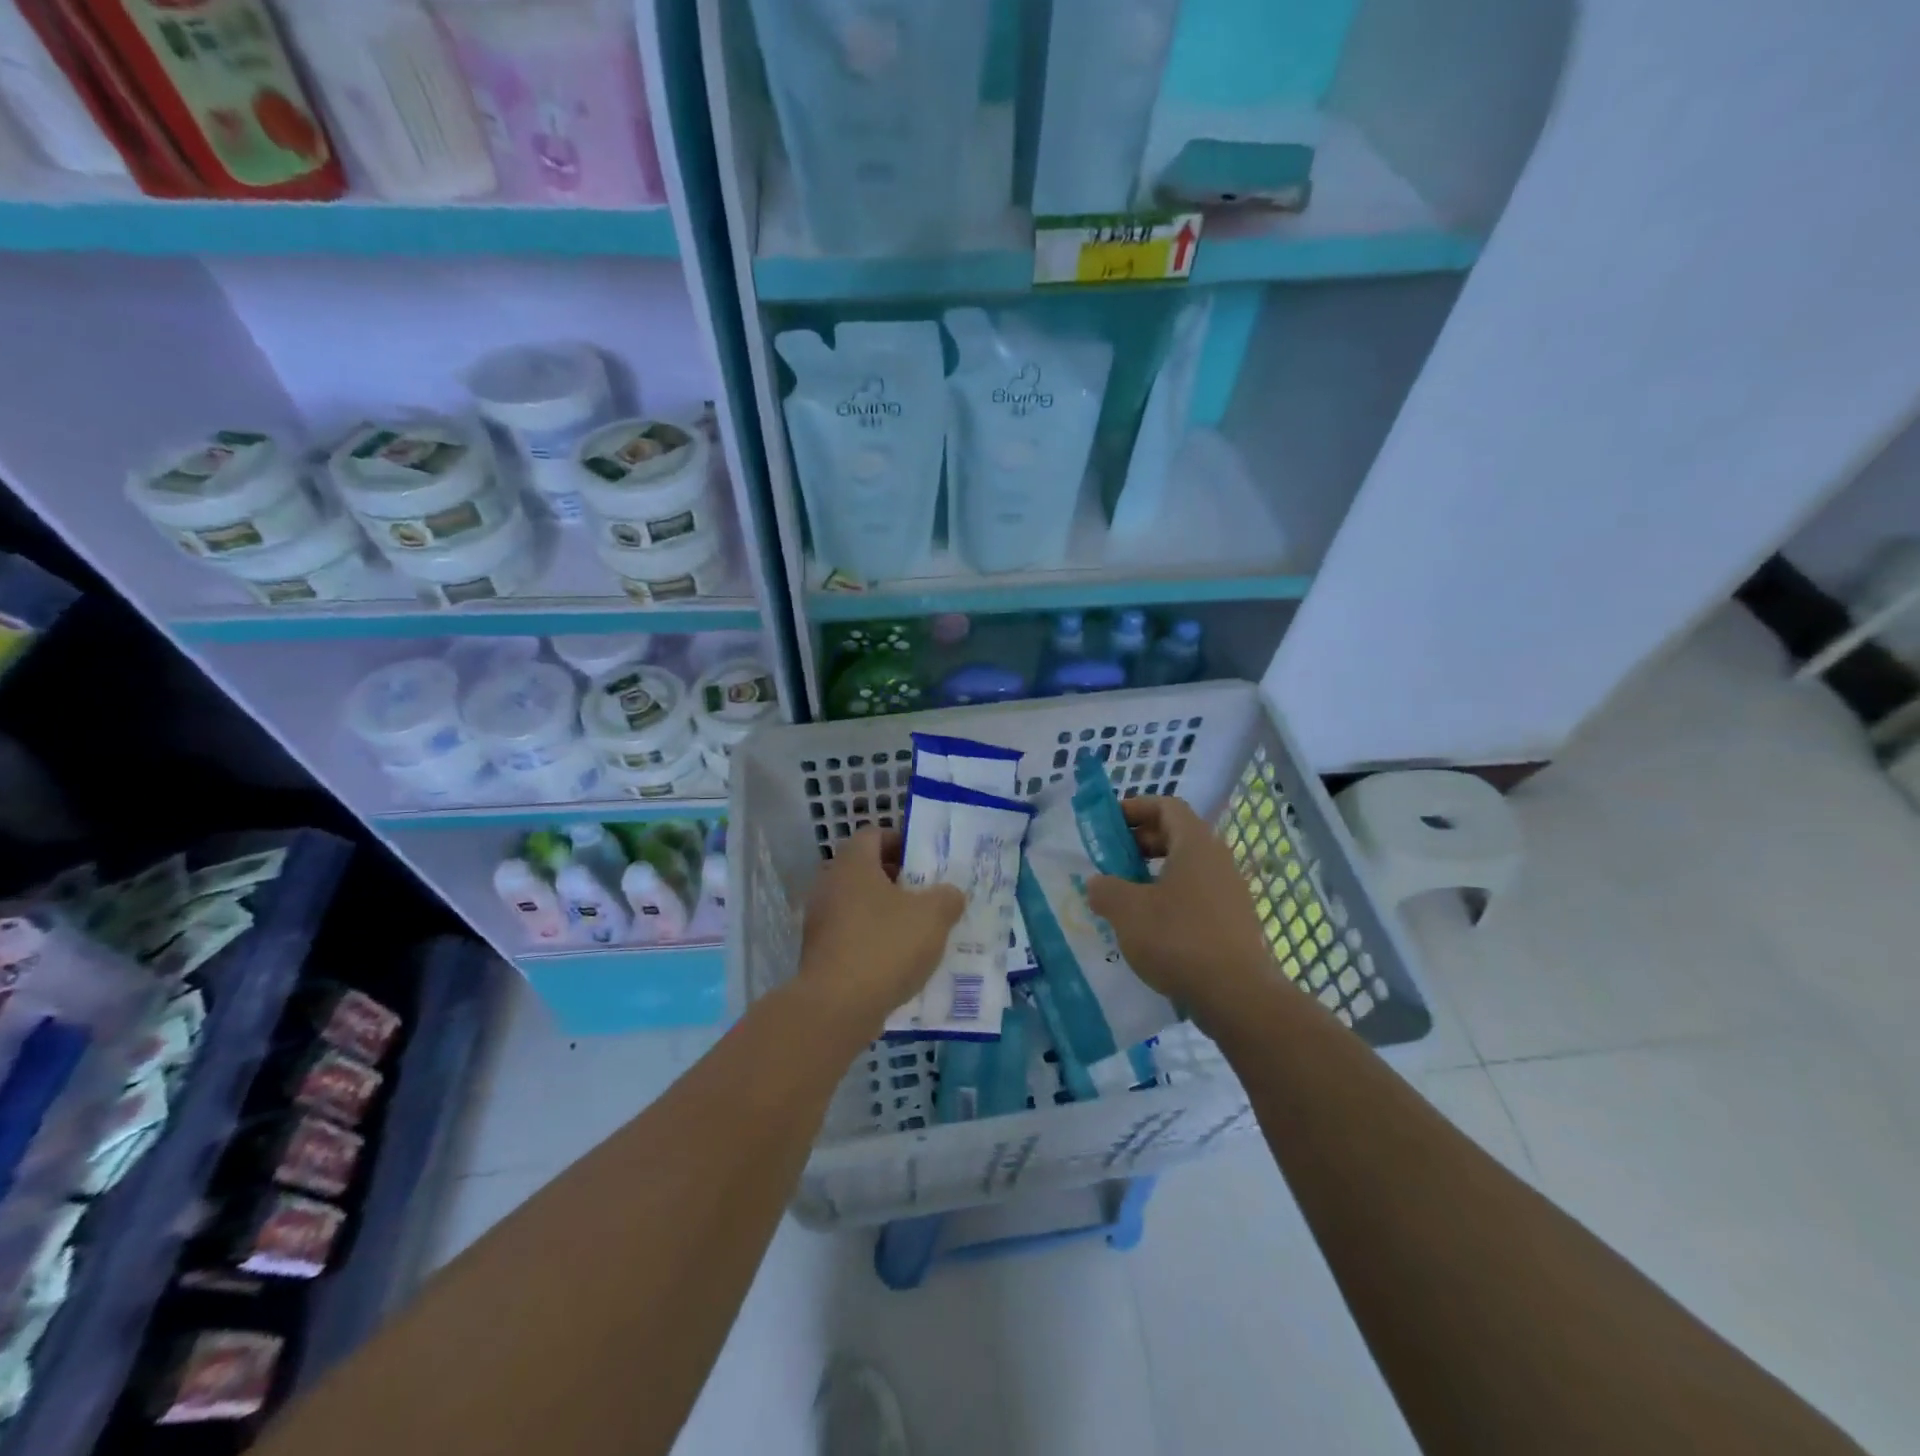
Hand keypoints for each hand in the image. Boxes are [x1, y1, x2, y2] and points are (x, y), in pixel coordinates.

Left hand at [798, 827, 964, 1028]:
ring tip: (918, 930)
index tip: (926, 861)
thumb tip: (949, 894)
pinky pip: (851, 934)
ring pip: (858, 904)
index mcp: (853, 864)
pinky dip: (872, 940)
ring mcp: (819, 920)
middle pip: (866, 870)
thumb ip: (947, 897)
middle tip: (928, 895)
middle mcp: (829, 884)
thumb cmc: (885, 947)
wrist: (836, 1007)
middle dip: (898, 880)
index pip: (874, 835)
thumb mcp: (933, 916)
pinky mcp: (818, 952)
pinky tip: (897, 961)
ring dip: (886, 912)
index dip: (902, 842)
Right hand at [1086, 796, 1271, 1020]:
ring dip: (1154, 873)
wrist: (1236, 996)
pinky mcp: (1234, 922)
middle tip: (1111, 860)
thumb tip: (1097, 883)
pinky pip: (1197, 896)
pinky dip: (1170, 899)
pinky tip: (1150, 927)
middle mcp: (1218, 860)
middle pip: (1177, 835)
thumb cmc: (1178, 939)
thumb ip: (1105, 889)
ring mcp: (1230, 892)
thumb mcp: (1127, 910)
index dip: (1135, 807)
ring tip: (1125, 895)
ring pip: (1187, 868)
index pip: (1167, 806)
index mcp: (1195, 844)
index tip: (1108, 822)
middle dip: (1140, 842)